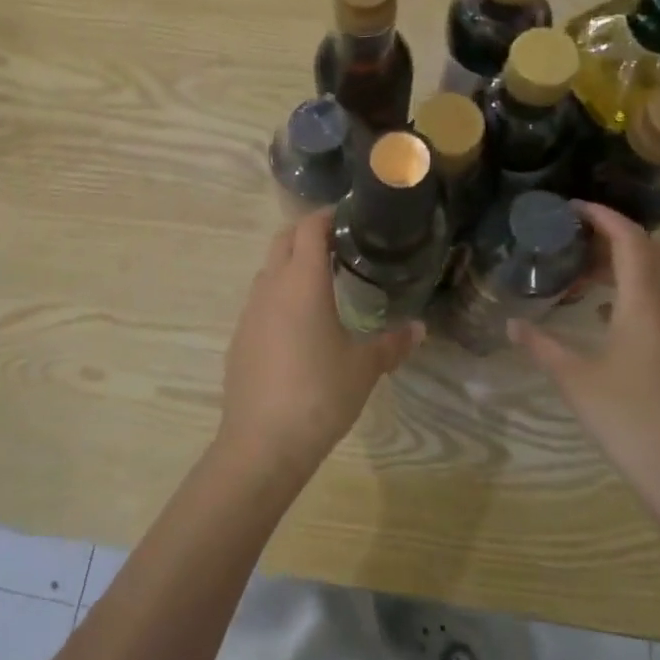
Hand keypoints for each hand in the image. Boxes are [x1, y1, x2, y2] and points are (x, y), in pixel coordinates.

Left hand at [216, 211, 422, 485]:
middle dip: (309, 234)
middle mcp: (271, 286)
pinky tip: (300, 326)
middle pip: (284, 239)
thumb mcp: (364, 368)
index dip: (329, 216)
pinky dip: (280, 296)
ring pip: (270, 270)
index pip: (309, 227)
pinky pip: (260, 301)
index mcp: (302, 281)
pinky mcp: (240, 337)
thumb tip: (419, 329)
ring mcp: (250, 312)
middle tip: (342, 248)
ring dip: (292, 265)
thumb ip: (392, 343)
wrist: (262, 443)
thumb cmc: (319, 394)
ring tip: (324, 284)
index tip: (352, 219)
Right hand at [508, 201, 659, 516]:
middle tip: (573, 237)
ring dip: (624, 263)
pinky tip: (603, 313)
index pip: (631, 240)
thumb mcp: (574, 378)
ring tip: (580, 272)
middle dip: (614, 235)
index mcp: (645, 305)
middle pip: (650, 251)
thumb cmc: (627, 418)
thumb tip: (512, 326)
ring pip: (658, 276)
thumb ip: (541, 345)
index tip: (572, 208)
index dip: (604, 216)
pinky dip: (633, 290)